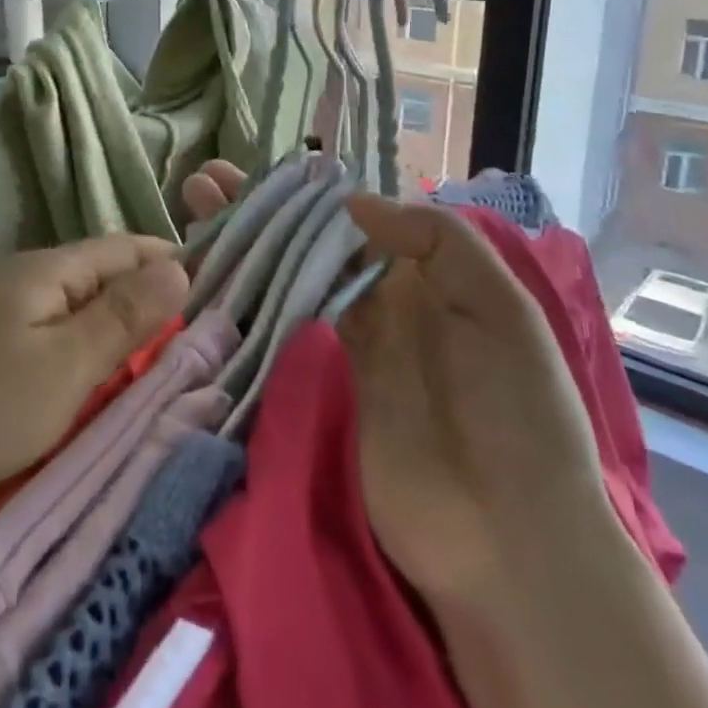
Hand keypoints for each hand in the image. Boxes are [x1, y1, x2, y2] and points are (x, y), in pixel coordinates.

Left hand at [0, 235, 187, 516]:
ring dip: (110, 332)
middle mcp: (16, 279)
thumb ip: (123, 317)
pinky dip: (75, 356)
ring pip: (70, 311)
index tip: (217, 297)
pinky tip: (87, 384)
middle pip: (97, 277)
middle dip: (145, 302)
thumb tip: (181, 266)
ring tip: (153, 368)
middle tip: (195, 344)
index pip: (123, 247)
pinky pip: (43, 339)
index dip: (169, 264)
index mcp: (43, 270)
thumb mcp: (64, 368)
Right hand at [176, 161, 615, 604]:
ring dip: (240, 243)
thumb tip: (350, 199)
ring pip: (281, 276)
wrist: (505, 538)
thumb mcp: (500, 310)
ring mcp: (340, 342)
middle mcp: (374, 299)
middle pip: (305, 241)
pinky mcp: (314, 382)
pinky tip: (203, 273)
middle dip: (257, 209)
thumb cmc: (516, 412)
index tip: (256, 168)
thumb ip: (435, 241)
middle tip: (204, 181)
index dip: (303, 190)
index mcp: (421, 274)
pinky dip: (239, 299)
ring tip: (192, 209)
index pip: (351, 217)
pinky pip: (273, 328)